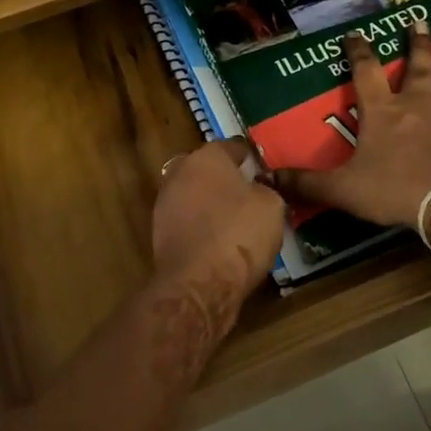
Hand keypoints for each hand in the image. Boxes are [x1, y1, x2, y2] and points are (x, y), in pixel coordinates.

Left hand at [152, 138, 286, 305]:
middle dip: (225, 178)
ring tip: (235, 221)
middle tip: (248, 195)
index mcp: (207, 156)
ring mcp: (164, 202)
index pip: (233, 146)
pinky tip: (218, 240)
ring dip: (210, 202)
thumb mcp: (272, 206)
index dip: (251, 158)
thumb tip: (257, 188)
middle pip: (207, 169)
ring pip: (194, 194)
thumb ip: (265, 189)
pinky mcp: (159, 232)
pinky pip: (187, 220)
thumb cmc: (240, 234)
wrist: (199, 283)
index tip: (264, 172)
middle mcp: (180, 172)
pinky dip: (201, 225)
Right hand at [272, 23, 430, 229]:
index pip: (365, 72)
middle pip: (415, 66)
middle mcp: (417, 103)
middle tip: (419, 21)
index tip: (356, 33)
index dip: (358, 51)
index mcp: (382, 111)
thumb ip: (307, 183)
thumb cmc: (393, 190)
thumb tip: (268, 178)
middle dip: (416, 42)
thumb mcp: (341, 189)